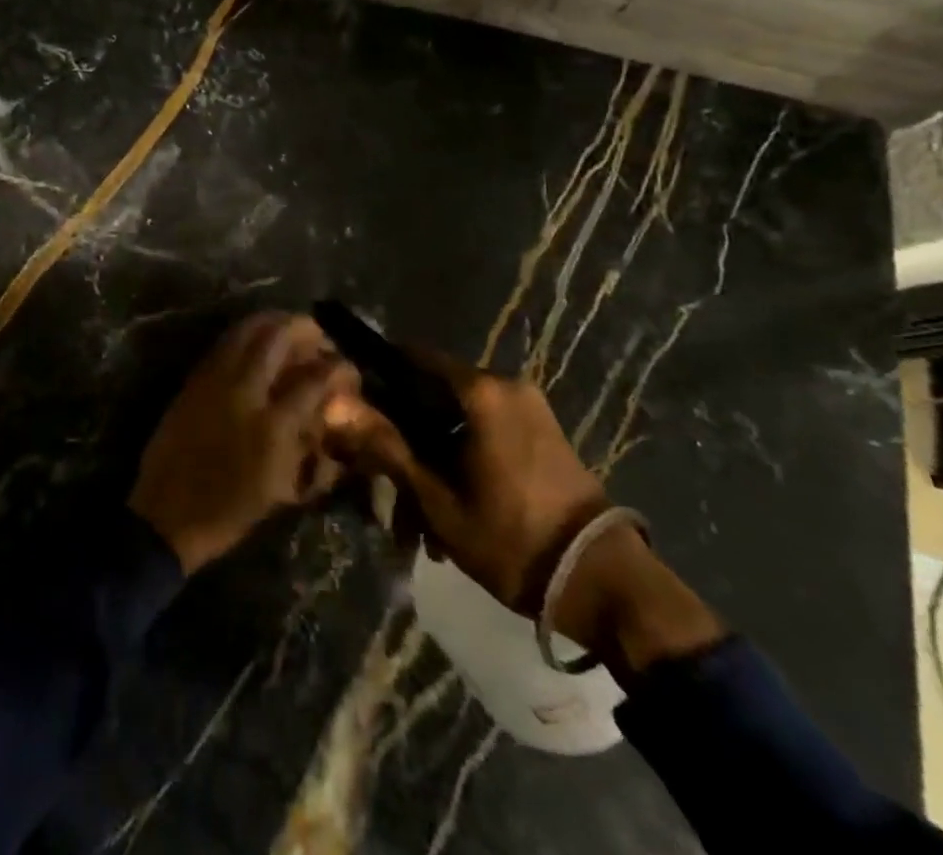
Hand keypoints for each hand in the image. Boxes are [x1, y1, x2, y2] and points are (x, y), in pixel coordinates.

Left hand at [129, 312, 357, 573]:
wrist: (167, 513)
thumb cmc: (230, 512)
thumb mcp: (281, 488)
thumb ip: (310, 449)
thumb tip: (328, 416)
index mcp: (272, 426)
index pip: (314, 379)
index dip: (338, 367)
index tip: (348, 366)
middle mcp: (244, 391)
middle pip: (277, 338)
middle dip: (303, 328)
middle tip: (318, 335)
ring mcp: (214, 380)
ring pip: (245, 330)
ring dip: (272, 322)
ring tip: (289, 326)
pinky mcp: (193, 379)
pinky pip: (224, 343)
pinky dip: (245, 333)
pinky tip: (256, 340)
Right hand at [325, 347, 722, 672]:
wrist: (608, 586)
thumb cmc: (512, 538)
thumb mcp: (437, 499)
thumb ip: (385, 446)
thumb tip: (334, 405)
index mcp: (479, 390)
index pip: (410, 357)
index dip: (376, 380)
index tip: (354, 412)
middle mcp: (505, 386)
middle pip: (431, 394)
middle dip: (404, 438)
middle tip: (385, 487)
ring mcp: (529, 410)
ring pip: (456, 420)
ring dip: (431, 460)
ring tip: (417, 522)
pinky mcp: (543, 434)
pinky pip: (484, 432)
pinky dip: (460, 461)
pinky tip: (450, 512)